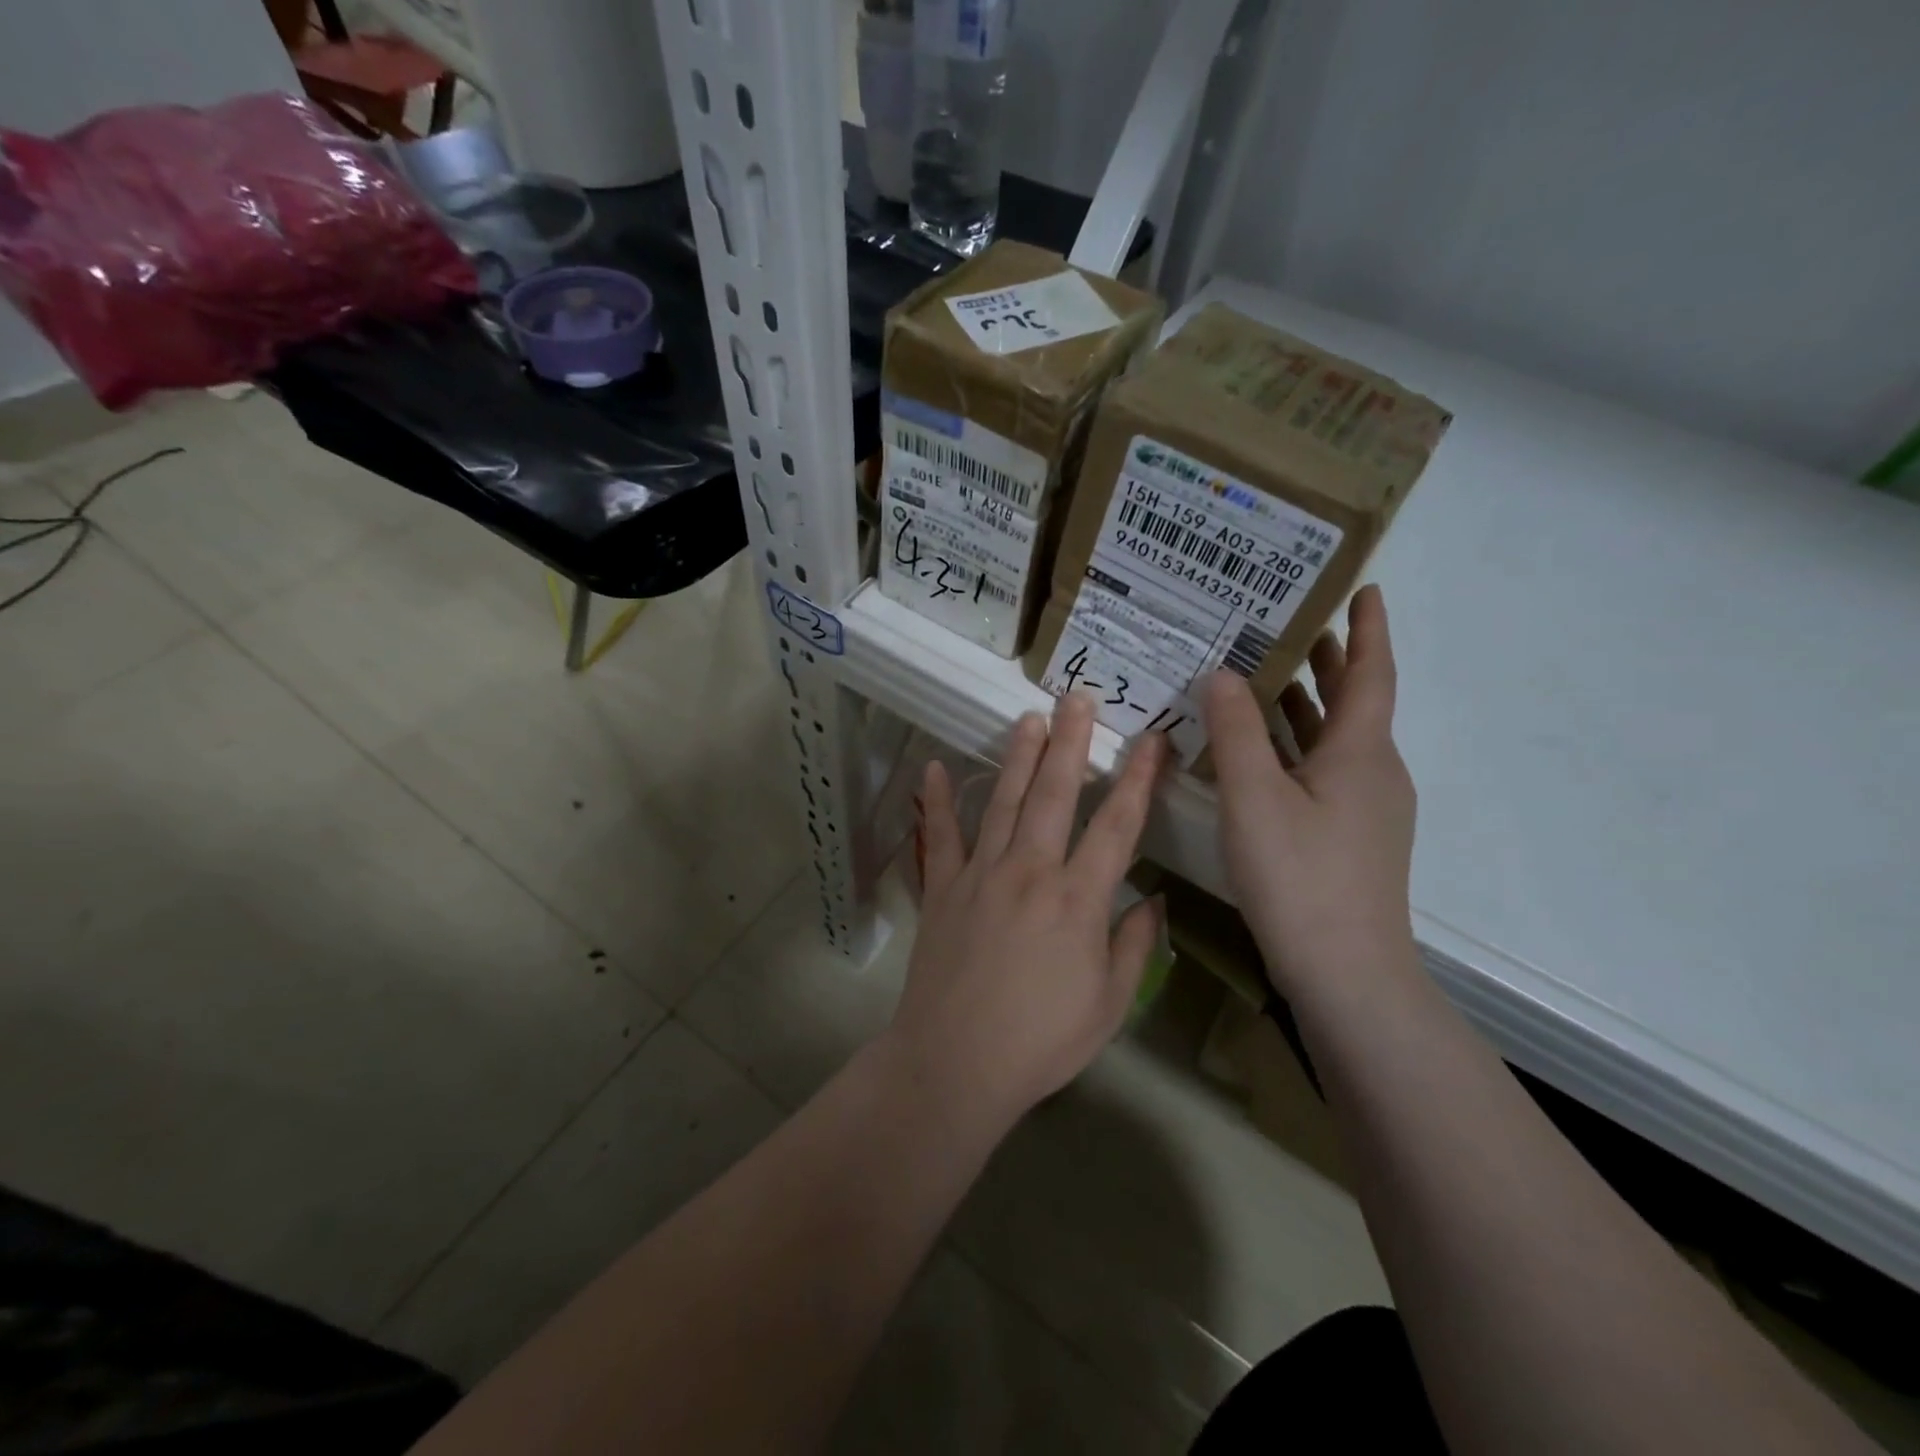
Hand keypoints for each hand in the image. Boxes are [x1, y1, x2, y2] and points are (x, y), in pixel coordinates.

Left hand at [885, 694, 1166, 1128]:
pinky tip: (932, 768)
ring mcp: (981, 874)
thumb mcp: (1108, 1005)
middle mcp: (1031, 871)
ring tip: (1031, 718)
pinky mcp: (942, 888)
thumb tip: (1152, 902)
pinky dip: (936, 801)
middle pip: (1056, 794)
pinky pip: (940, 836)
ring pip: (1004, 801)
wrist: (955, 1063)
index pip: (1117, 825)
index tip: (1152, 740)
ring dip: (1020, 756)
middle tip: (1078, 698)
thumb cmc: (1041, 1041)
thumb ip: (1133, 947)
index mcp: (1078, 900)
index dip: (1138, 779)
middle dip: (1071, 742)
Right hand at [1204, 586, 1417, 1000]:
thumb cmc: (1300, 874)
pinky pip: (1325, 771)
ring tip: (1268, 679)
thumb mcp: (1254, 796)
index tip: (1364, 588)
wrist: (1345, 971)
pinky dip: (1297, 747)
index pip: (1371, 673)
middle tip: (1293, 628)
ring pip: (1337, 740)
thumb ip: (1235, 731)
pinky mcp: (1352, 837)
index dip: (1368, 629)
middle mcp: (1374, 772)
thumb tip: (1222, 674)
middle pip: (1355, 703)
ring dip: (1308, 706)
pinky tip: (1261, 755)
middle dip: (1329, 663)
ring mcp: (1367, 809)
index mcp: (1361, 752)